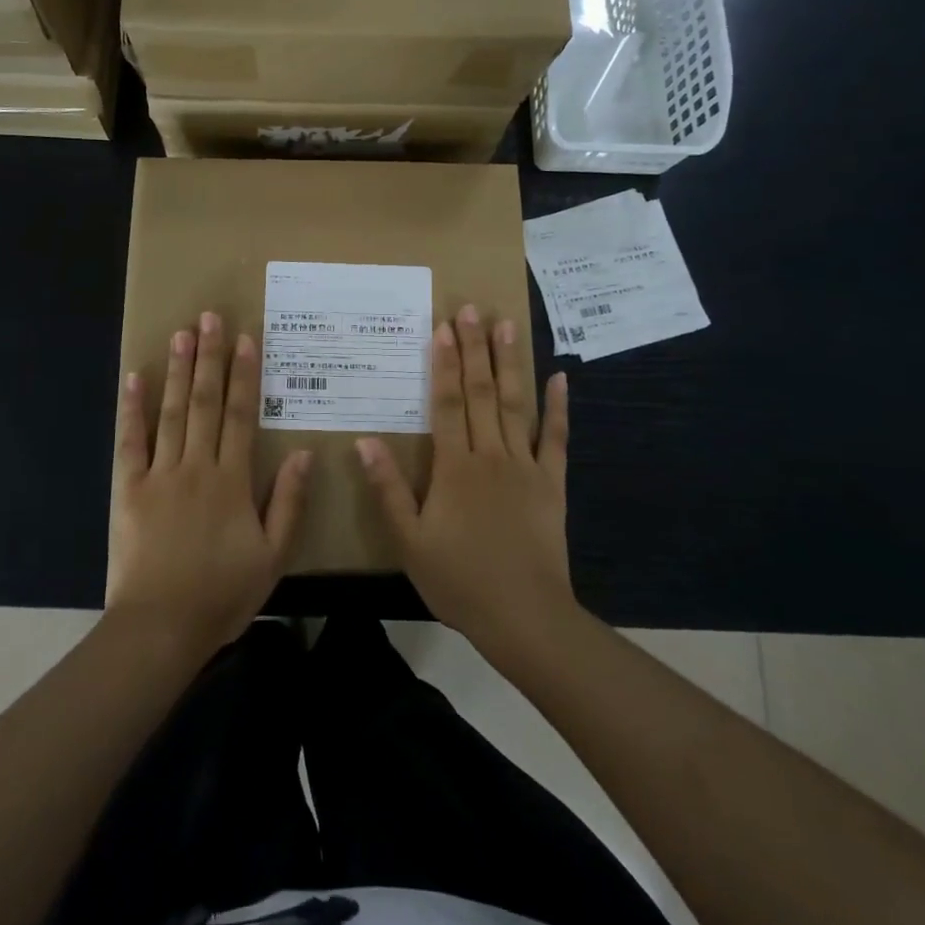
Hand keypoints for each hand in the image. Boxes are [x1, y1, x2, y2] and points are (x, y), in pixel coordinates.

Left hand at [109, 312, 310, 657]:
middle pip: (205, 403)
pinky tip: (134, 379)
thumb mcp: (273, 555)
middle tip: (210, 317)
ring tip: (181, 333)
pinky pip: (130, 442)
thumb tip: (305, 454)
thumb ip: (288, 502)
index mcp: (232, 480)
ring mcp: (159, 474)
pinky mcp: (129, 489)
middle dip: (209, 358)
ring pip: (171, 413)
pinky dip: (132, 410)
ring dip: (177, 371)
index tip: (245, 339)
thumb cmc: (222, 593)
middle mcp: (196, 466)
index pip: (240, 416)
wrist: (162, 626)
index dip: (244, 376)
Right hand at [357, 305, 575, 655]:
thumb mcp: (409, 540)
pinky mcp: (552, 483)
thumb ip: (388, 489)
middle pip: (481, 393)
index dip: (444, 364)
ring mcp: (526, 466)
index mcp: (455, 467)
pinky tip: (560, 377)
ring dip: (509, 364)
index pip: (448, 404)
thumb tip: (365, 441)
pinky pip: (556, 439)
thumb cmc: (459, 580)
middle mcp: (490, 455)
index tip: (443, 327)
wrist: (524, 616)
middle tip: (471, 309)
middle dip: (475, 349)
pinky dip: (559, 408)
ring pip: (515, 405)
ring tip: (506, 325)